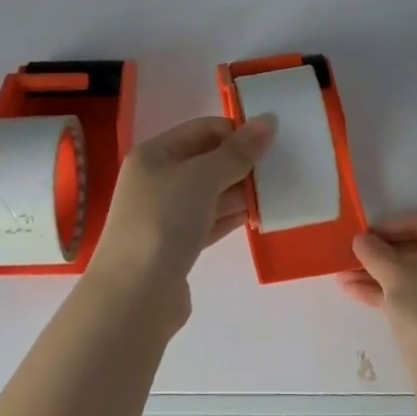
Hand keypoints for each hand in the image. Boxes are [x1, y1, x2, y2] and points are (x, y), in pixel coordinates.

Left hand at [84, 114, 275, 329]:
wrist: (134, 296)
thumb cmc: (164, 222)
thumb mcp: (202, 177)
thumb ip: (237, 151)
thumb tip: (268, 120)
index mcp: (154, 154)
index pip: (202, 130)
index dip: (236, 131)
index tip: (272, 142)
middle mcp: (156, 180)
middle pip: (206, 161)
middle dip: (242, 162)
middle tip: (281, 167)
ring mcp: (165, 215)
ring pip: (210, 193)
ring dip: (241, 190)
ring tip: (278, 191)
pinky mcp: (177, 245)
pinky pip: (210, 221)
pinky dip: (232, 216)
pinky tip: (259, 215)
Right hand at [338, 211, 416, 377]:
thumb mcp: (395, 275)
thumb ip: (374, 252)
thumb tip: (362, 239)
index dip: (388, 225)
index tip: (361, 237)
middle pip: (414, 248)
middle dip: (378, 254)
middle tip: (348, 259)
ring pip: (410, 275)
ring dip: (377, 275)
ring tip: (343, 278)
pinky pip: (414, 296)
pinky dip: (388, 293)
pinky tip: (356, 294)